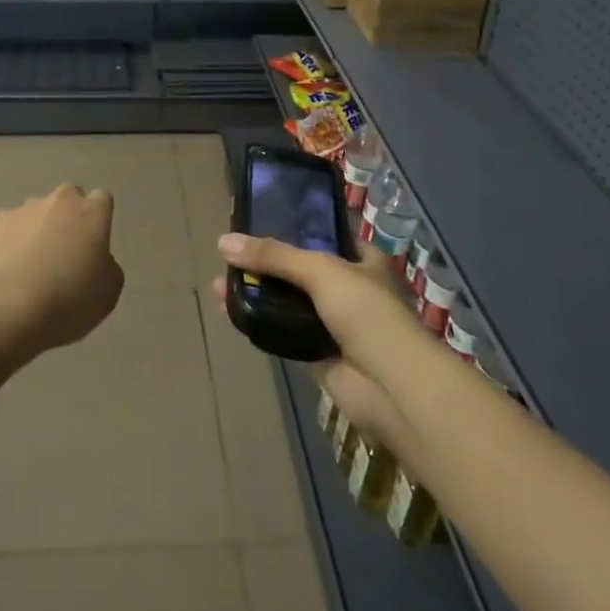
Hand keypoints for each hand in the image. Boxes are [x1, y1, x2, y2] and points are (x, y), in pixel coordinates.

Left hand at [0, 184, 123, 351]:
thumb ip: (107, 265)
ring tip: (31, 266)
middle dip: (68, 218)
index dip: (98, 220)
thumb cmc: (69, 300)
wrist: (10, 308)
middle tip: (64, 252)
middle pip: (68, 199)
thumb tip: (95, 259)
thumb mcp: (108, 291)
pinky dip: (11, 241)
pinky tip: (8, 269)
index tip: (93, 244)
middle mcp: (61, 200)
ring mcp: (26, 208)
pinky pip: (10, 227)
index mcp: (93, 212)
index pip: (102, 200)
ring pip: (37, 212)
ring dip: (39, 229)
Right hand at [213, 234, 435, 442]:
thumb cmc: (366, 312)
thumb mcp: (320, 270)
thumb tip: (223, 242)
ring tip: (219, 286)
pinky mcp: (319, 355)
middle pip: (300, 271)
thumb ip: (273, 256)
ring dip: (258, 294)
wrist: (390, 386)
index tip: (259, 225)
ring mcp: (335, 324)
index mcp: (363, 261)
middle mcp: (351, 289)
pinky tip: (232, 314)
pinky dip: (261, 324)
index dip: (295, 229)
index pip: (326, 236)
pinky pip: (284, 333)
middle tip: (229, 258)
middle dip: (265, 265)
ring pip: (289, 302)